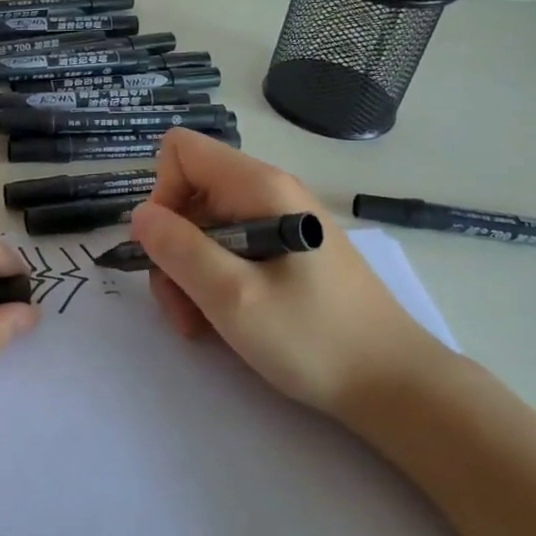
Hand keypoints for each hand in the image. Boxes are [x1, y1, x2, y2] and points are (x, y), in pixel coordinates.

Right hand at [129, 130, 448, 417]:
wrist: (394, 384)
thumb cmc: (314, 339)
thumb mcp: (233, 297)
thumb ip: (179, 249)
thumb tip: (140, 215)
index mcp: (259, 187)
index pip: (182, 151)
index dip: (162, 194)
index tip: (167, 248)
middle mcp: (268, 193)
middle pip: (189, 194)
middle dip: (172, 248)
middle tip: (180, 305)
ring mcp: (278, 222)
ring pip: (204, 228)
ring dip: (187, 273)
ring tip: (200, 323)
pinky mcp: (286, 252)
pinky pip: (230, 250)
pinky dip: (212, 282)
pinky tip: (221, 322)